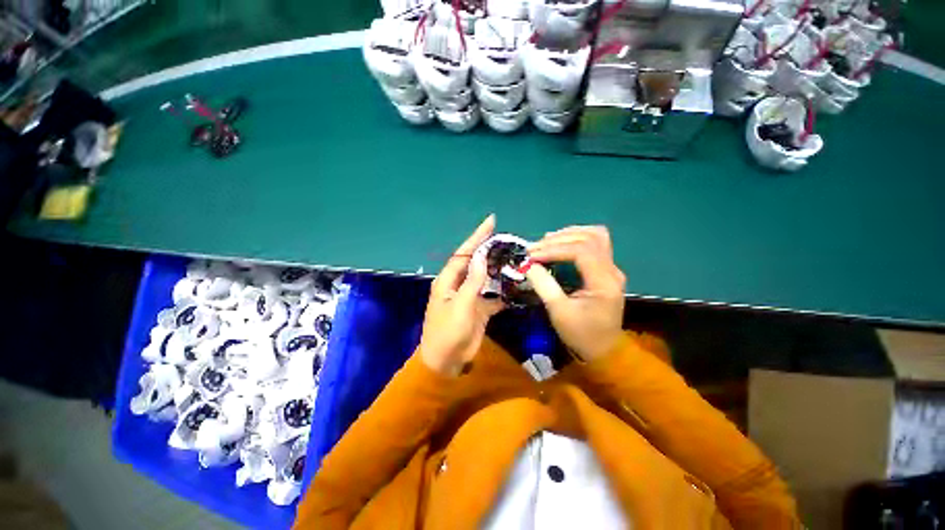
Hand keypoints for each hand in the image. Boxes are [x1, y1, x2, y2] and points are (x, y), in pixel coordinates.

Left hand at [419, 215, 504, 375]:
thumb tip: (482, 257)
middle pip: (476, 262)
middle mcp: (459, 285)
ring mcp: (470, 297)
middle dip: (490, 250)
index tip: (491, 221)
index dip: (477, 237)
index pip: (464, 253)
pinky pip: (494, 296)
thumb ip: (472, 282)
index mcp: (448, 280)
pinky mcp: (480, 309)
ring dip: (499, 270)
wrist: (446, 361)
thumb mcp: (460, 305)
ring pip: (487, 278)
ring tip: (516, 259)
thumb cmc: (447, 332)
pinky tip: (517, 287)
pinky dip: (504, 292)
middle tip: (509, 240)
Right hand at [525, 226, 625, 361]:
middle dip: (559, 239)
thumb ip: (543, 284)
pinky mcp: (606, 270)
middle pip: (590, 238)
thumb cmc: (581, 334)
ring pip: (595, 236)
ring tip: (546, 241)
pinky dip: (576, 239)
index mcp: (604, 282)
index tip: (532, 255)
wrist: (604, 351)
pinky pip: (594, 244)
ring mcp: (611, 269)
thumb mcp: (558, 312)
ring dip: (569, 234)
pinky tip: (560, 244)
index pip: (581, 251)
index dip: (554, 249)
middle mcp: (612, 270)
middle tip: (535, 248)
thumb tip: (527, 264)